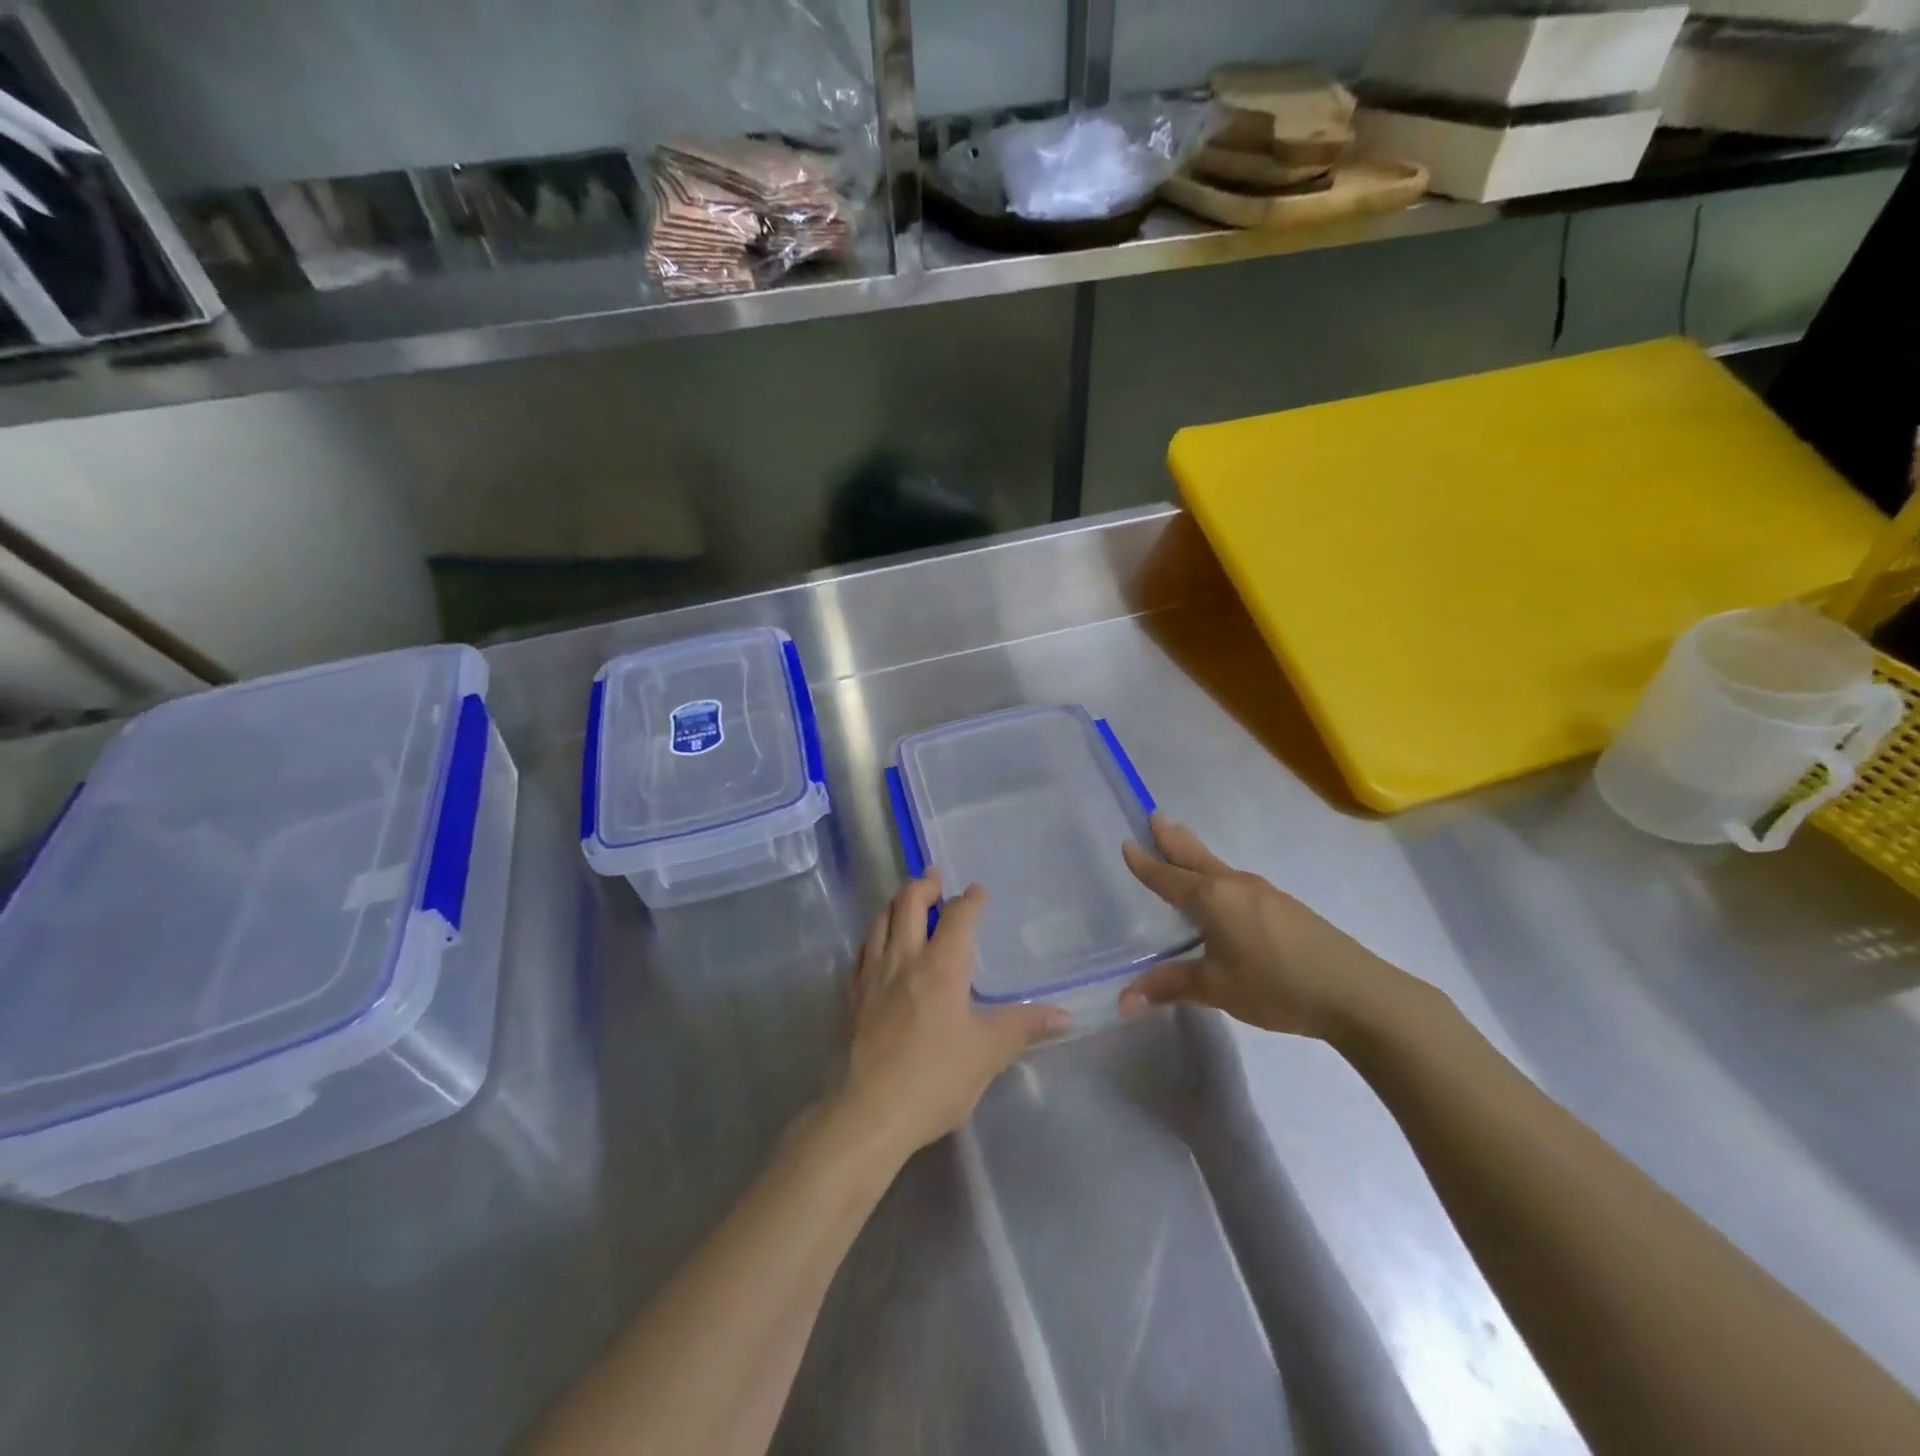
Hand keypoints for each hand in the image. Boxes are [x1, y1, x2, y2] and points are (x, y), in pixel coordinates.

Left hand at [839, 873, 1068, 1158]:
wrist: (868, 1114)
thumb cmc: (935, 1079)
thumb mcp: (988, 1054)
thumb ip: (1024, 1027)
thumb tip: (1065, 1015)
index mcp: (941, 967)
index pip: (957, 916)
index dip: (970, 899)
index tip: (978, 891)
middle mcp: (903, 960)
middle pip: (908, 904)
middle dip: (923, 885)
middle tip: (934, 878)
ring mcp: (872, 977)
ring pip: (879, 922)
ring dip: (895, 905)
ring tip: (906, 903)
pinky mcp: (851, 997)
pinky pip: (861, 953)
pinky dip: (873, 938)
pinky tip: (878, 948)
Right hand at [1119, 815, 1405, 1039]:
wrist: (1354, 992)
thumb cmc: (1275, 985)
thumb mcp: (1216, 988)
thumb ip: (1170, 987)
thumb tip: (1123, 1001)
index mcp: (1211, 898)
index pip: (1168, 877)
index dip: (1145, 864)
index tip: (1127, 844)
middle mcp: (1234, 885)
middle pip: (1195, 856)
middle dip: (1172, 839)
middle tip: (1155, 816)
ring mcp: (1264, 893)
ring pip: (1219, 867)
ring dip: (1196, 855)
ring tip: (1183, 850)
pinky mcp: (1285, 907)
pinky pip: (1238, 883)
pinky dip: (1218, 876)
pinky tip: (1225, 893)